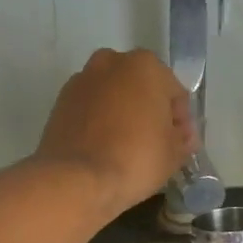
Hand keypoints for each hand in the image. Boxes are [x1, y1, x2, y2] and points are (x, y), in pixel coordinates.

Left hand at [35, 49, 194, 215]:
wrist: (76, 179)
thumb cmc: (135, 159)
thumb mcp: (174, 154)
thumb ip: (182, 139)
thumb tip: (181, 136)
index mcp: (145, 66)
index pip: (174, 93)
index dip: (181, 121)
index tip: (180, 144)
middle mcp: (111, 62)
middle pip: (140, 88)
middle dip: (149, 111)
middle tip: (155, 144)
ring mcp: (81, 81)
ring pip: (112, 96)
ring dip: (122, 114)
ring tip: (127, 147)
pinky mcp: (59, 102)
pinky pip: (90, 110)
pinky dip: (98, 123)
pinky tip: (103, 149)